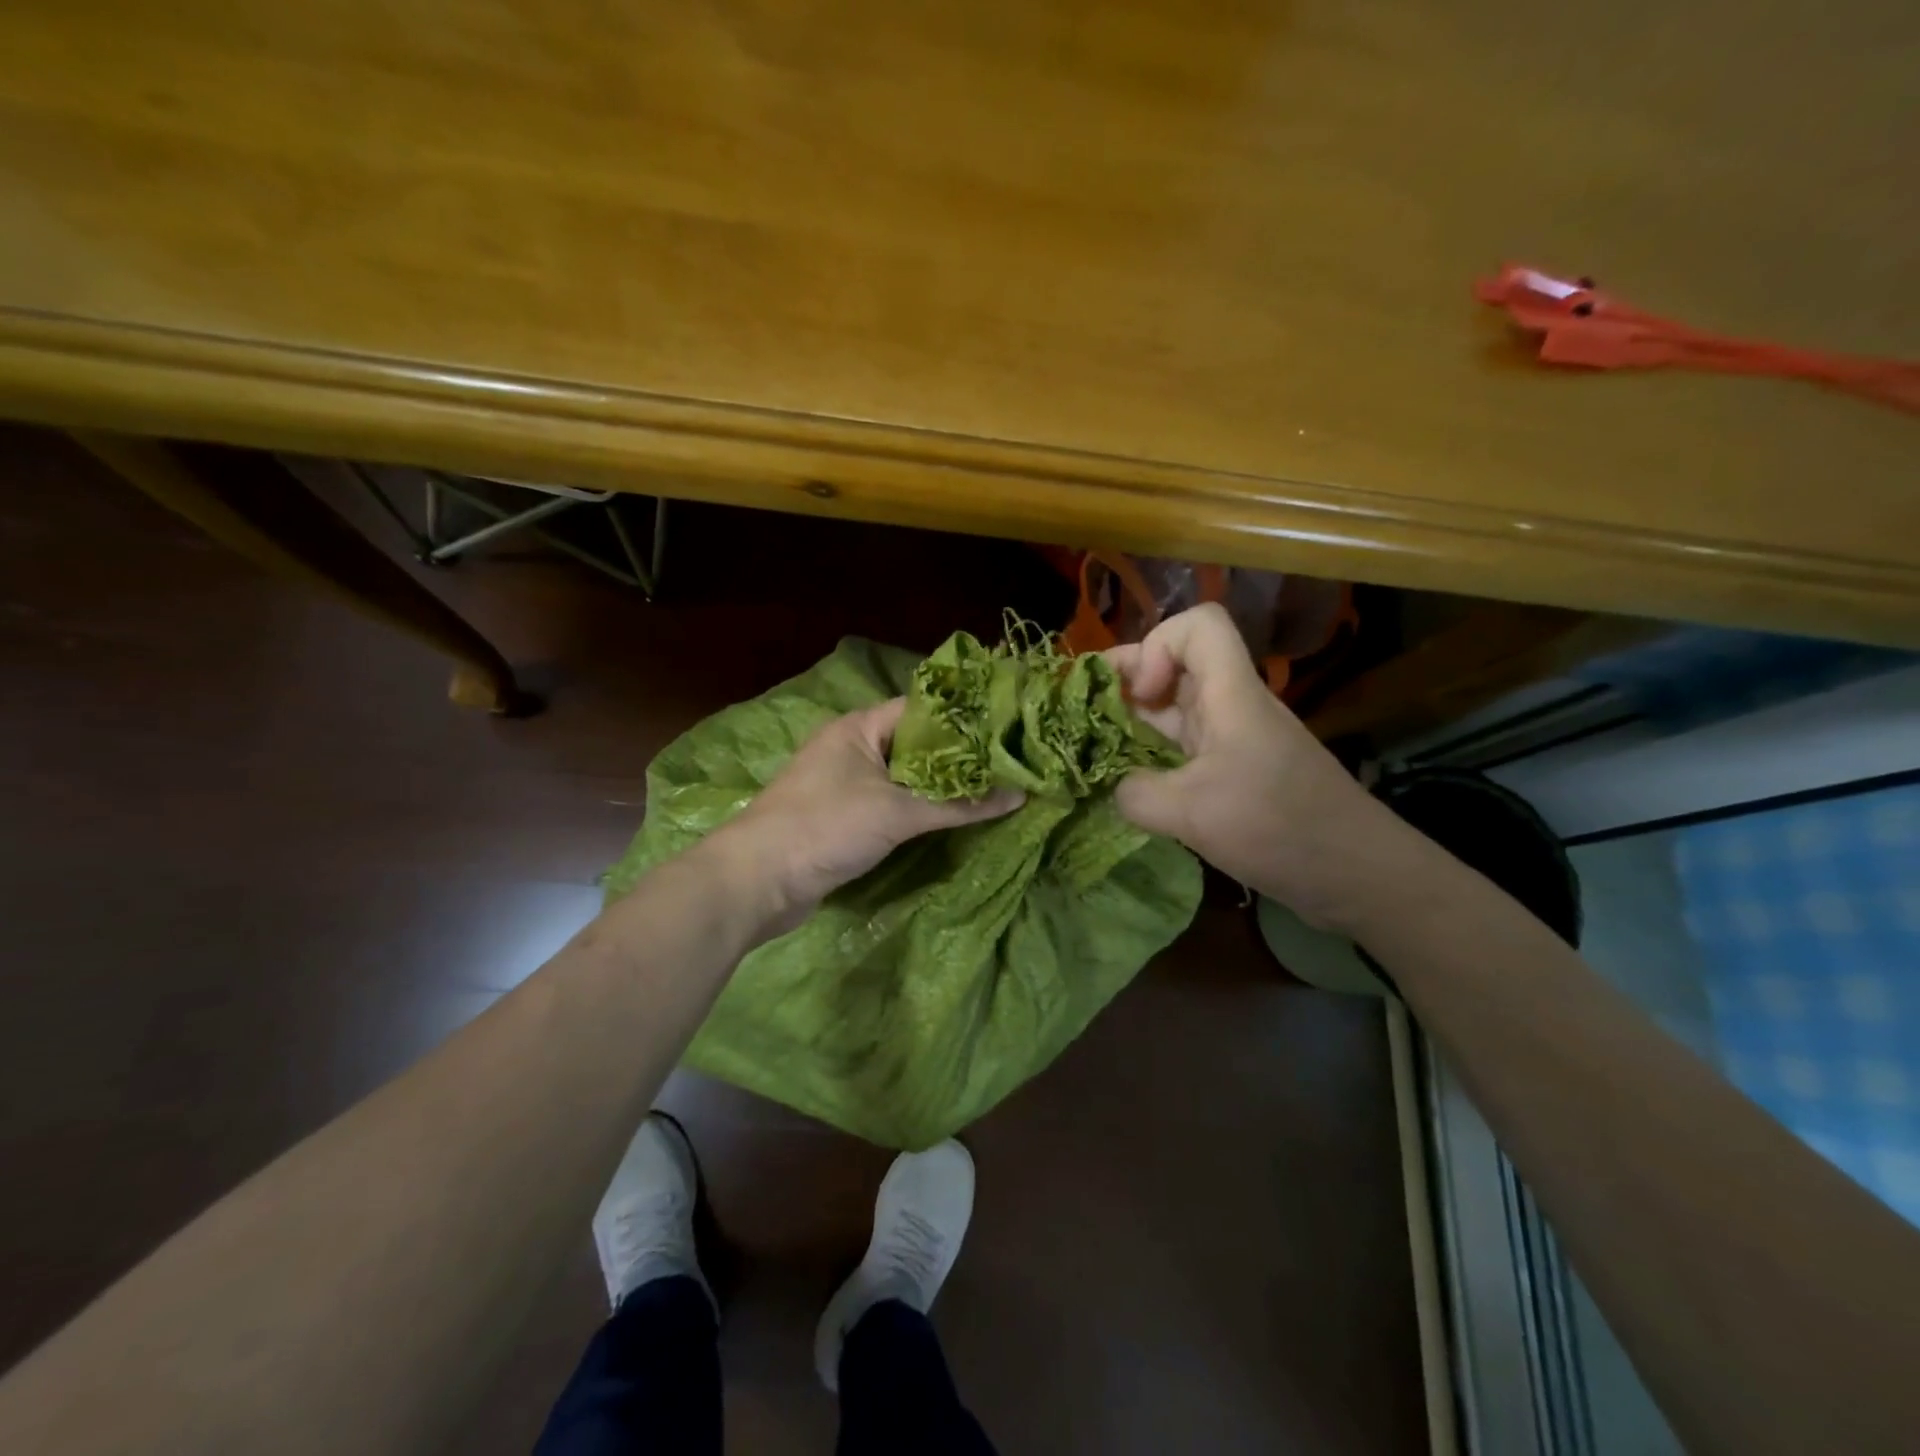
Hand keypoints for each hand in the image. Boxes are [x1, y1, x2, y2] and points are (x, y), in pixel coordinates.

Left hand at [706, 697, 1023, 932]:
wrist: (758, 881)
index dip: (963, 717)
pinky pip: (891, 802)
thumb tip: (1019, 795)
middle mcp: (852, 747)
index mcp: (859, 728)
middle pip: (915, 744)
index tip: (1005, 727)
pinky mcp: (843, 816)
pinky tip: (953, 816)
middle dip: (958, 756)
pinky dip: (919, 808)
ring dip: (940, 785)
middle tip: (1007, 762)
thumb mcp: (897, 813)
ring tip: (992, 787)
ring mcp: (845, 783)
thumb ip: (958, 804)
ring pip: (904, 776)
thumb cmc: (826, 828)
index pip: (922, 709)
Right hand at [1105, 603, 1408, 930]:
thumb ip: (1136, 794)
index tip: (1140, 695)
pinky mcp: (1234, 772)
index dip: (1159, 644)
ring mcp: (1233, 739)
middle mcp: (1231, 705)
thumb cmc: (1279, 828)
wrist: (1358, 875)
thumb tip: (1111, 789)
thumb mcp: (1193, 814)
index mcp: (1230, 694)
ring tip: (1094, 748)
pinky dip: (1150, 754)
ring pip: (1174, 707)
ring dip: (1134, 721)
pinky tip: (1128, 783)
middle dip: (1126, 682)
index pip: (1199, 625)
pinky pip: (1182, 746)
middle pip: (1176, 663)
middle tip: (1085, 716)